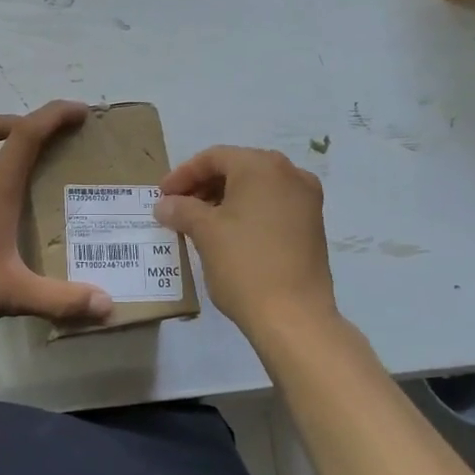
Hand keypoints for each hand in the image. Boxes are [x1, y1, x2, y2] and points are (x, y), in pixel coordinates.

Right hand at [154, 147, 336, 335]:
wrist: (294, 316)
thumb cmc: (244, 265)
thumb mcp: (205, 233)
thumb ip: (182, 210)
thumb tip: (165, 204)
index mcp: (262, 166)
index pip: (214, 157)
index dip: (183, 174)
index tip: (162, 195)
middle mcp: (290, 174)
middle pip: (237, 168)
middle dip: (204, 185)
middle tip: (178, 207)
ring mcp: (306, 200)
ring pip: (256, 188)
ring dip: (225, 199)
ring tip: (198, 222)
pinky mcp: (312, 225)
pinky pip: (272, 206)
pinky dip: (247, 212)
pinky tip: (228, 233)